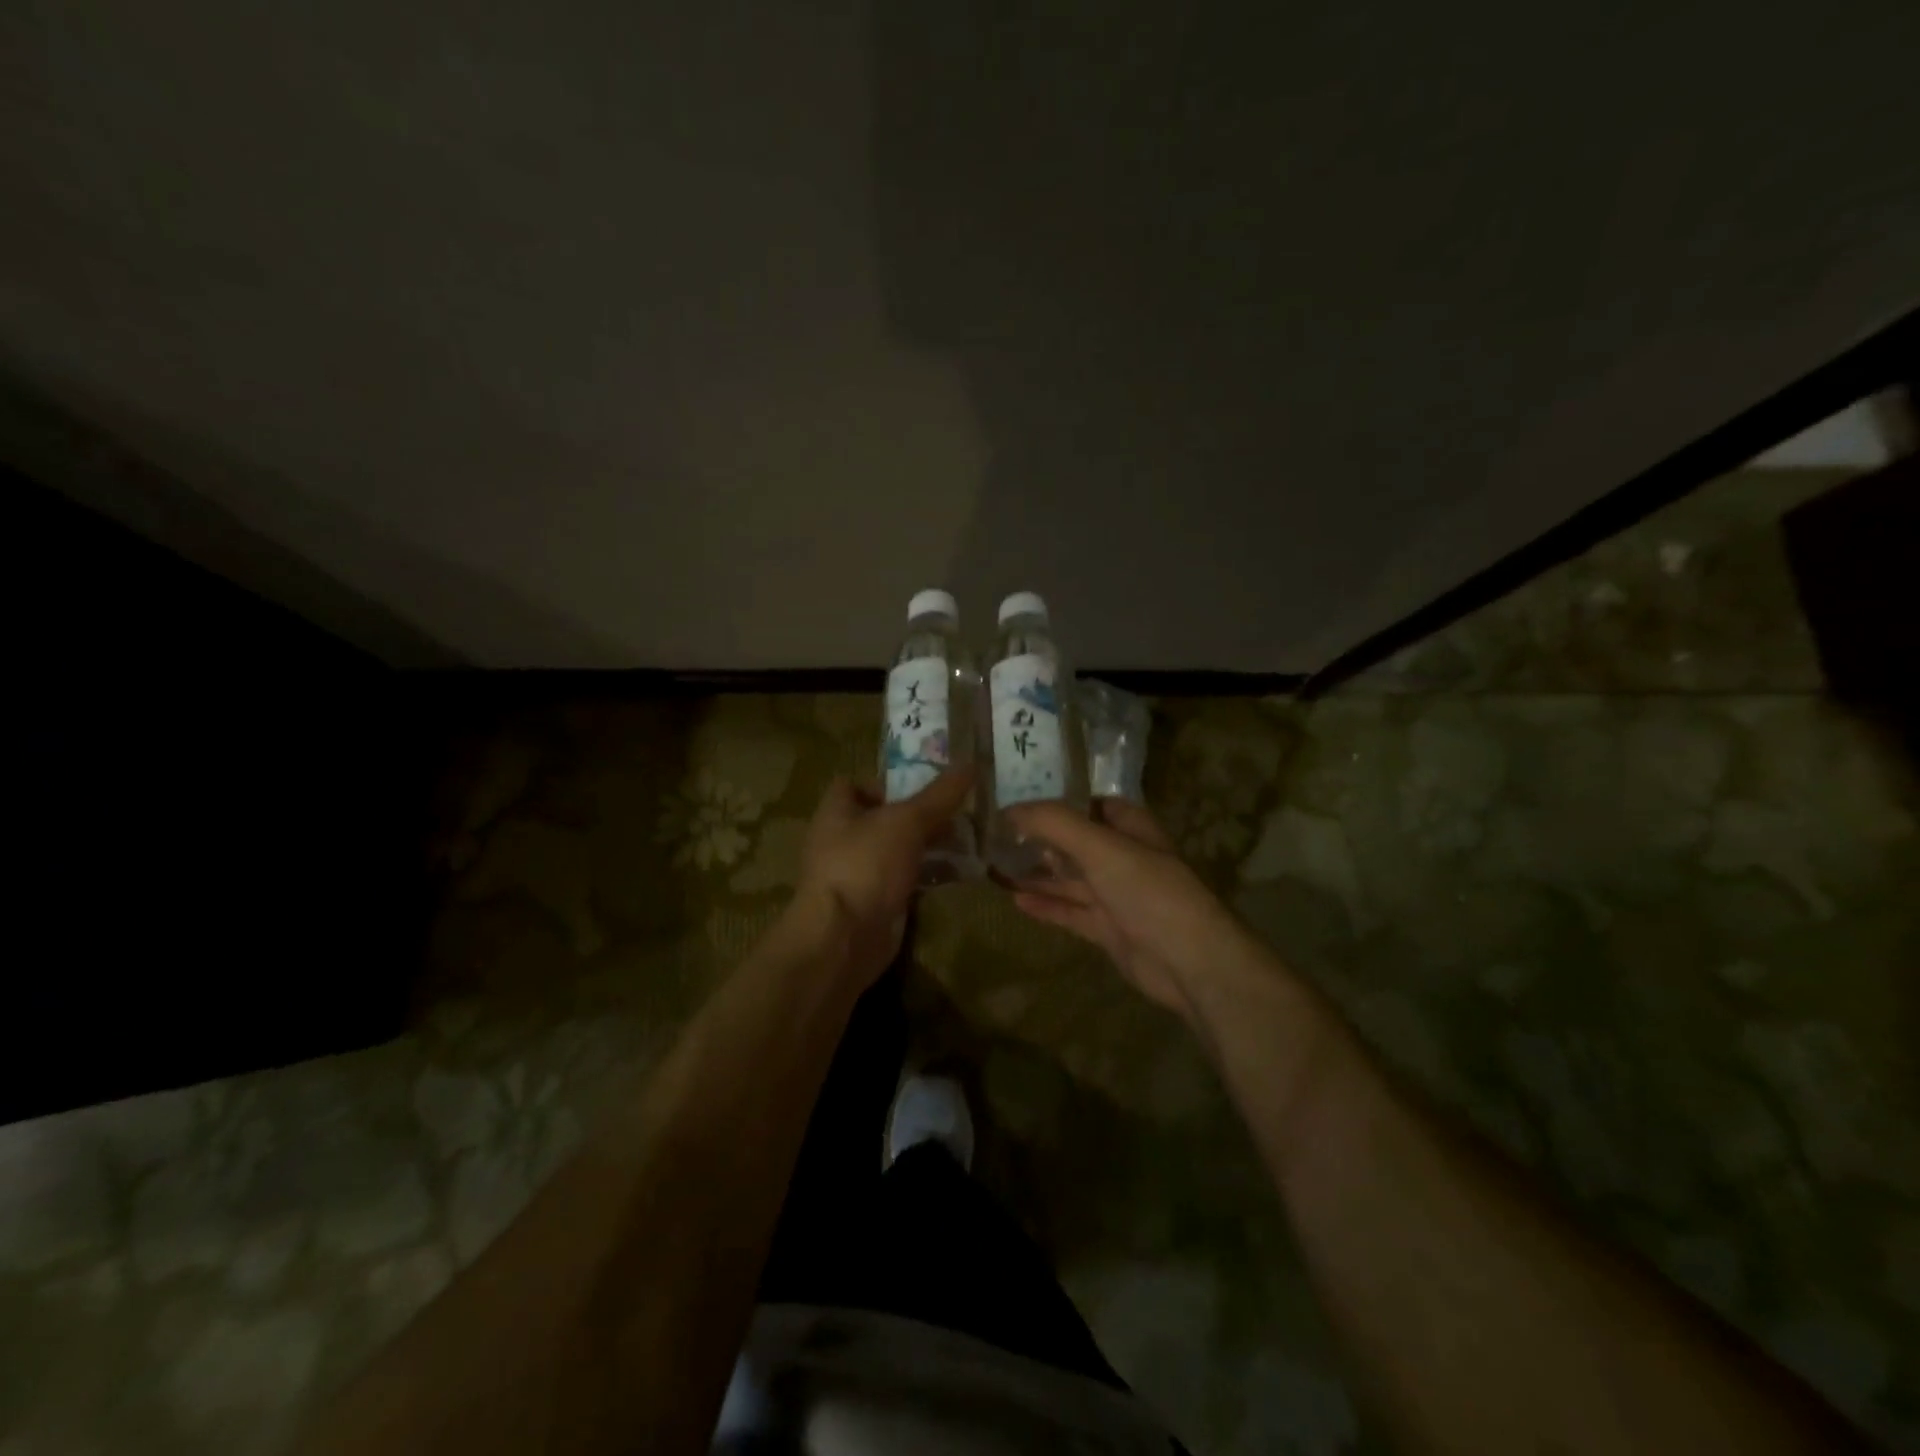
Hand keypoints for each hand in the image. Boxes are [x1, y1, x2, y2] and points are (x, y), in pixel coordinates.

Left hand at [794, 769, 974, 986]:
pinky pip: (905, 880)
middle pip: (882, 818)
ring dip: (927, 845)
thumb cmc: (865, 866)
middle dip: (919, 814)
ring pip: (897, 850)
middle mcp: (842, 840)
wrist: (843, 940)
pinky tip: (958, 872)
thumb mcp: (906, 822)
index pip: (854, 784)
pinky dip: (927, 875)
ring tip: (967, 838)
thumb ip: (938, 796)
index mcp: (836, 812)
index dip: (885, 782)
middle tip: (959, 811)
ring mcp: (858, 874)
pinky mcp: (875, 903)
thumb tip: (970, 764)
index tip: (923, 785)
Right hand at [1007, 799, 1247, 1018]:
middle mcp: (1123, 857)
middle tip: (996, 837)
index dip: (1058, 801)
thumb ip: (1055, 824)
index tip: (1018, 801)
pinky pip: (1070, 911)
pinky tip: (1015, 900)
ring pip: (1069, 879)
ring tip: (995, 867)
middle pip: (1075, 843)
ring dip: (1037, 874)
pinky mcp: (1108, 929)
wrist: (1188, 961)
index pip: (1091, 805)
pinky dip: (1045, 905)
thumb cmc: (1148, 891)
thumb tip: (1009, 809)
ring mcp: (1115, 895)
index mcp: (1130, 828)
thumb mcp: (1101, 847)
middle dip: (1039, 840)